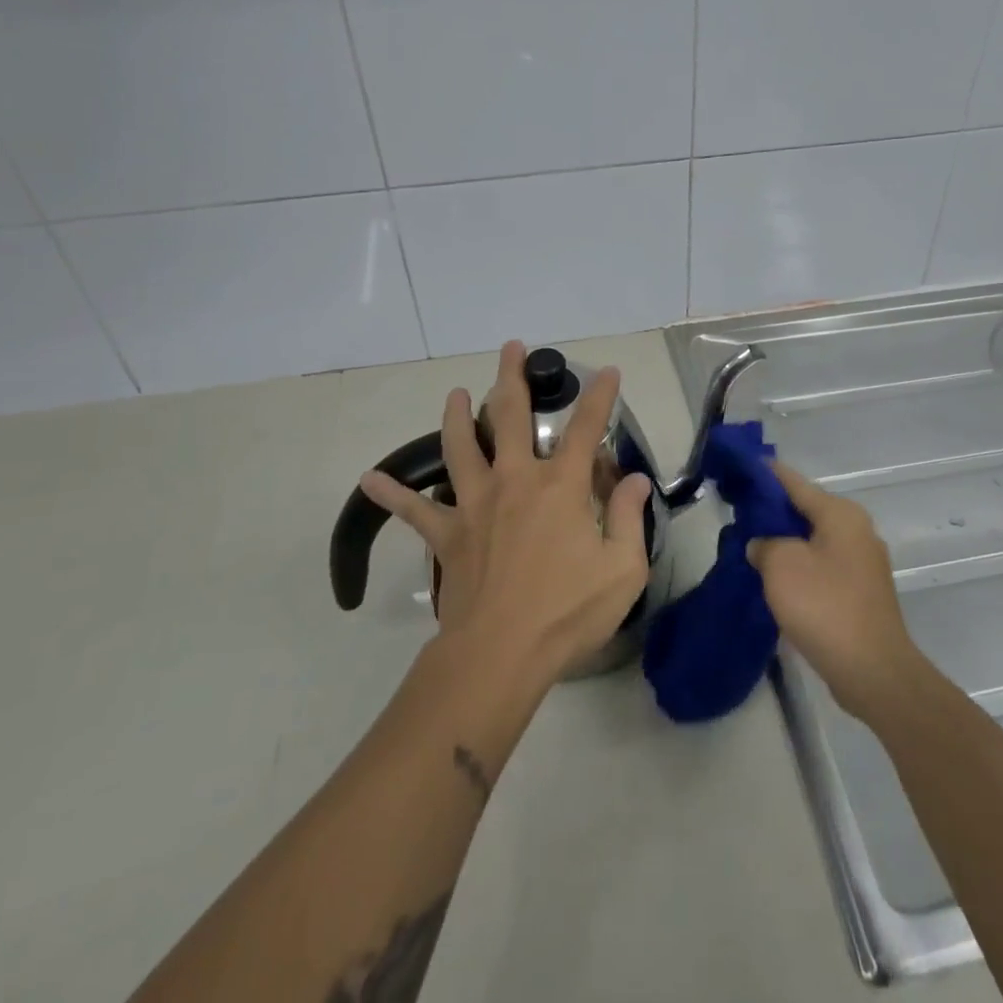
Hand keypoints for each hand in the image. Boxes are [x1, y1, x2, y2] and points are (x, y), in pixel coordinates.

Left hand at [360, 340, 650, 685]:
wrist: (500, 654)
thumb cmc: (567, 613)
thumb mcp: (622, 569)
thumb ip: (630, 517)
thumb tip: (634, 478)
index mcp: (560, 486)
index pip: (586, 429)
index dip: (599, 397)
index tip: (607, 371)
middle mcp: (515, 480)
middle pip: (512, 416)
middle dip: (513, 377)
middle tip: (510, 348)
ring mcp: (475, 503)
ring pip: (461, 446)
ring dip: (459, 415)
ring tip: (457, 393)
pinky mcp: (447, 534)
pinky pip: (413, 510)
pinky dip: (391, 494)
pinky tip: (369, 480)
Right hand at [747, 462, 922, 720]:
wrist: (873, 671)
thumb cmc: (825, 606)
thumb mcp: (781, 565)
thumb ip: (764, 544)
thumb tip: (763, 545)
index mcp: (841, 514)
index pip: (795, 482)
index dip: (766, 474)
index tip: (741, 468)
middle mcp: (857, 530)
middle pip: (806, 510)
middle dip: (773, 512)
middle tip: (738, 515)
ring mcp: (862, 563)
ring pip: (813, 541)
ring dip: (785, 543)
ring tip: (751, 548)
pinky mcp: (861, 593)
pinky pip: (822, 567)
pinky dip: (800, 567)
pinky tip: (776, 581)